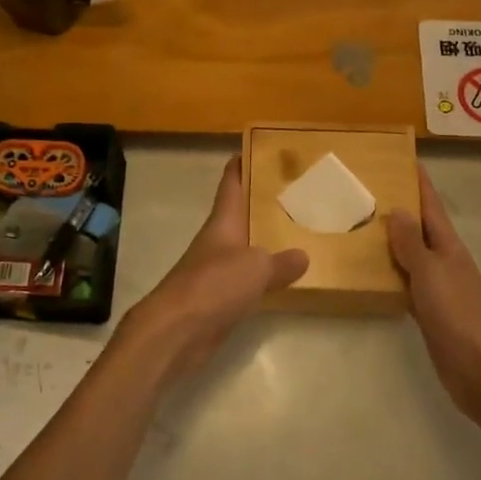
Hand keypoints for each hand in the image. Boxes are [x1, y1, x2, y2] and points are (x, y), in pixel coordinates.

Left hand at [121, 158, 308, 383]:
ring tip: (299, 232)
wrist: (177, 331)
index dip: (241, 164)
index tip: (257, 148)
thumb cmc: (214, 285)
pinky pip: (247, 279)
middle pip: (241, 214)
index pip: (231, 184)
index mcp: (223, 222)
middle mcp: (218, 241)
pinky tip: (285, 279)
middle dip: (263, 202)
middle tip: (296, 192)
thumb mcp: (256, 268)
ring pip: (246, 247)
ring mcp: (217, 270)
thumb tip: (303, 255)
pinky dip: (264, 276)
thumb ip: (280, 261)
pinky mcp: (220, 299)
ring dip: (266, 240)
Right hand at [387, 167, 480, 420]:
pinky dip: (389, 273)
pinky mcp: (429, 312)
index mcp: (448, 246)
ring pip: (410, 255)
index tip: (402, 157)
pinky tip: (369, 272)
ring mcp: (437, 288)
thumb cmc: (458, 316)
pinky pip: (405, 282)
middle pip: (419, 227)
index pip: (431, 205)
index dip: (418, 182)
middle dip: (398, 207)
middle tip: (364, 189)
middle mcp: (443, 261)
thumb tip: (398, 209)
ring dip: (390, 240)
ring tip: (358, 224)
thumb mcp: (431, 273)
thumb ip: (412, 243)